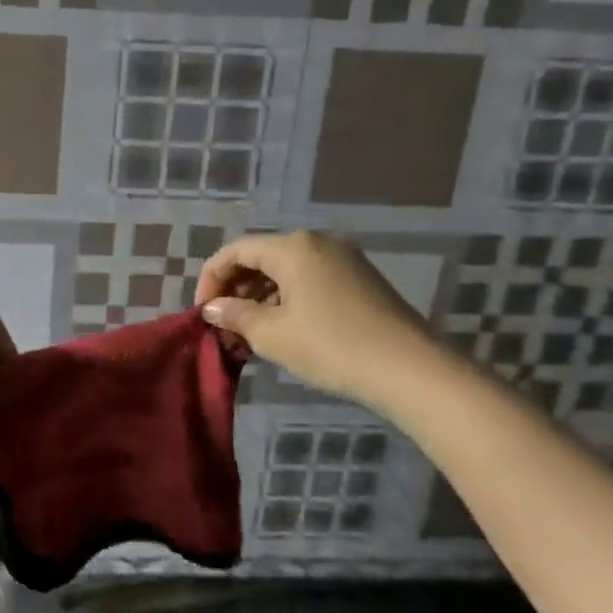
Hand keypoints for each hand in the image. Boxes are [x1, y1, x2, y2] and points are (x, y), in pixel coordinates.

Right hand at [195, 231, 438, 406]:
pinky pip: (309, 279)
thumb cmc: (331, 346)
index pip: (235, 251)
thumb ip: (235, 316)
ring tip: (249, 332)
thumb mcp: (272, 334)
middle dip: (236, 288)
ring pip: (286, 269)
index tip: (203, 313)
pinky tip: (283, 328)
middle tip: (224, 324)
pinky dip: (287, 298)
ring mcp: (343, 259)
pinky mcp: (359, 279)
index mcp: (293, 248)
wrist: (409, 369)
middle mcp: (318, 243)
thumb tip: (213, 308)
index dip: (211, 279)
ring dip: (260, 296)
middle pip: (261, 257)